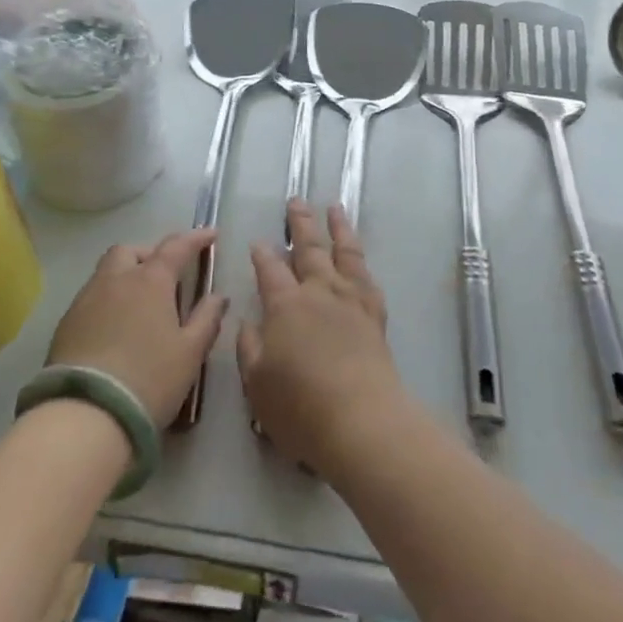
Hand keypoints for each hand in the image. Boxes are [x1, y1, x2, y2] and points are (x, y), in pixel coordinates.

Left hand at [48, 230, 227, 427]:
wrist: (86, 415)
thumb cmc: (150, 379)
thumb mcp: (190, 352)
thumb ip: (207, 319)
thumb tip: (218, 296)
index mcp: (150, 280)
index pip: (176, 246)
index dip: (196, 238)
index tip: (210, 234)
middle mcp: (116, 280)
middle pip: (131, 250)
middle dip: (150, 254)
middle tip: (166, 274)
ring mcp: (86, 300)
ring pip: (107, 272)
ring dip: (126, 275)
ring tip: (140, 302)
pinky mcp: (66, 324)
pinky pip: (91, 298)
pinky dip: (108, 300)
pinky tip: (115, 327)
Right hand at [237, 202, 405, 476]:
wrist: (362, 421)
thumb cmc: (300, 407)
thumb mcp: (256, 383)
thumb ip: (249, 346)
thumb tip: (248, 319)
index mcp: (285, 305)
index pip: (270, 269)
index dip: (262, 254)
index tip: (258, 242)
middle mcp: (319, 292)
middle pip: (308, 248)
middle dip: (300, 223)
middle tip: (296, 201)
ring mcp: (350, 300)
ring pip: (343, 252)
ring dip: (337, 227)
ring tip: (334, 207)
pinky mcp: (375, 315)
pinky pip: (366, 277)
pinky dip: (360, 261)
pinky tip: (359, 258)